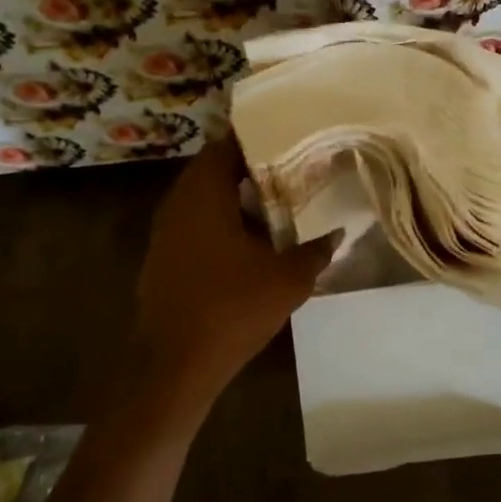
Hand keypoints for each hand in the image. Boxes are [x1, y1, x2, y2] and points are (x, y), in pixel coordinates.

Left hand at [133, 139, 333, 407]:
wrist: (175, 364)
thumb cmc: (232, 309)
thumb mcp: (288, 279)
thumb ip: (315, 250)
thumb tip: (337, 232)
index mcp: (204, 194)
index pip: (226, 145)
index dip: (257, 137)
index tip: (287, 137)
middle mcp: (179, 203)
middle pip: (214, 169)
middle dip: (251, 167)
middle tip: (290, 169)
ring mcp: (166, 231)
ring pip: (204, 198)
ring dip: (236, 197)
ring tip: (278, 202)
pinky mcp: (164, 257)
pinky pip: (196, 223)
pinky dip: (222, 222)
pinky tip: (251, 241)